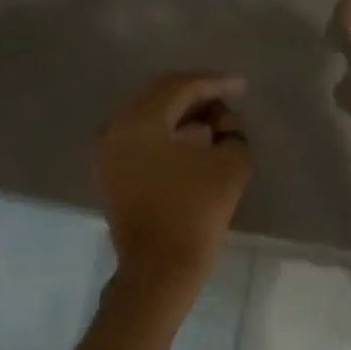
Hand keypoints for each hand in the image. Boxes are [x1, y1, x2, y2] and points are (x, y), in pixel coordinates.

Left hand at [98, 73, 252, 281]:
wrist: (160, 266)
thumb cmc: (196, 212)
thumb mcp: (231, 164)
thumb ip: (232, 131)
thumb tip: (220, 122)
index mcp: (140, 120)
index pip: (180, 86)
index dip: (215, 83)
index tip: (242, 86)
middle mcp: (116, 128)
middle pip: (160, 96)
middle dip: (196, 95)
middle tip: (227, 99)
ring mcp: (108, 152)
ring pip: (149, 117)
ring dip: (182, 115)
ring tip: (214, 122)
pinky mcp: (112, 173)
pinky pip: (141, 138)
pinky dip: (167, 133)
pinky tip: (192, 142)